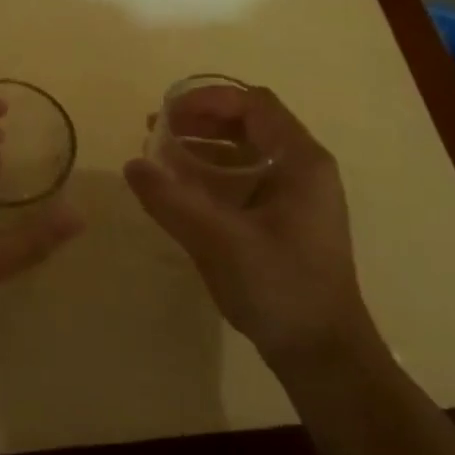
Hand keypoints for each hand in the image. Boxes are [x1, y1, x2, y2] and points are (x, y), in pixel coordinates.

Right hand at [124, 86, 365, 357]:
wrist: (323, 354)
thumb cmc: (280, 288)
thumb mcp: (219, 241)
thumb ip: (171, 200)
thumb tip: (131, 164)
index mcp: (300, 161)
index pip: (253, 104)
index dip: (207, 100)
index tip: (167, 114)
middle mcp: (303, 169)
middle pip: (248, 123)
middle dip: (200, 121)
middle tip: (156, 132)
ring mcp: (296, 195)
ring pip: (245, 151)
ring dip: (203, 147)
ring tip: (160, 156)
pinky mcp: (284, 219)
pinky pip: (245, 179)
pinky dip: (212, 174)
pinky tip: (182, 189)